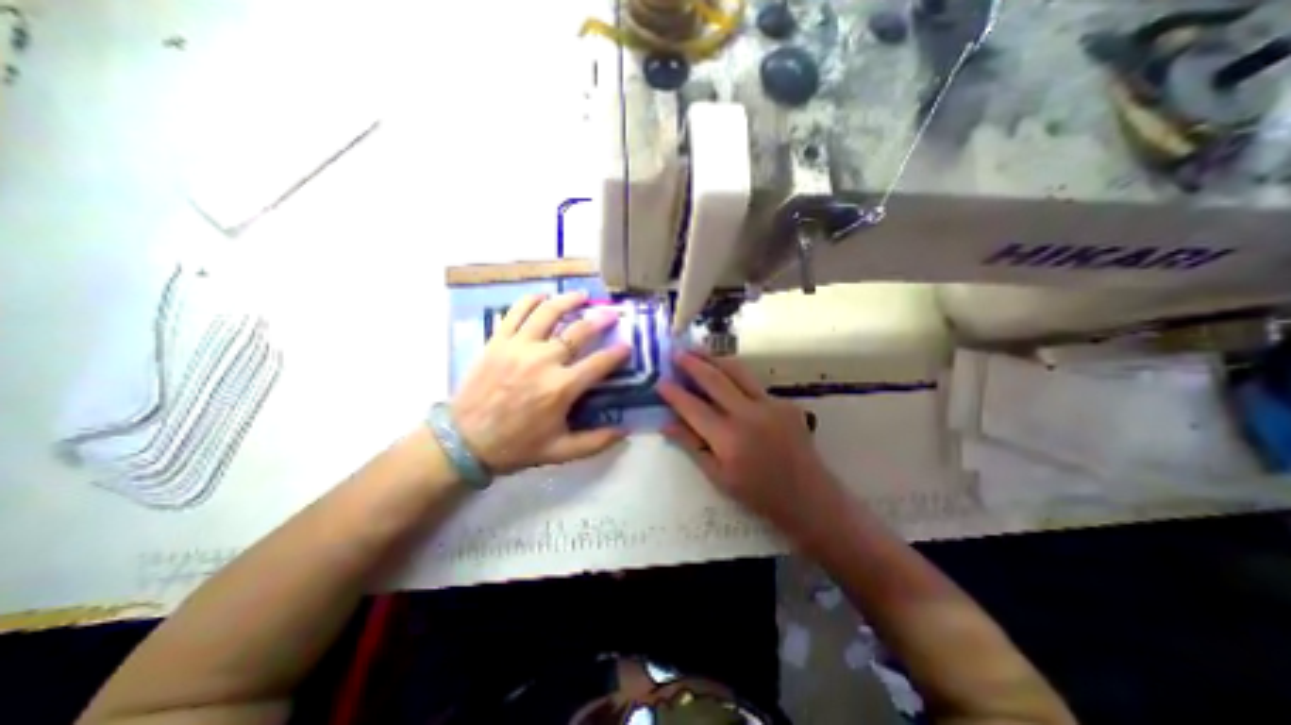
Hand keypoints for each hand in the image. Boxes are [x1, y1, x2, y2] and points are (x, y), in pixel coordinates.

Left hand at [450, 291, 633, 472]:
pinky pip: (516, 312)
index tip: (627, 346)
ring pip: (549, 312)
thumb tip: (626, 432)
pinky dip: (531, 300)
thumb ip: (596, 442)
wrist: (464, 442)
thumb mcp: (560, 451)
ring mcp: (519, 347)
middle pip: (578, 331)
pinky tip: (543, 297)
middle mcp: (544, 361)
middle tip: (611, 314)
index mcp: (562, 388)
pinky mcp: (498, 341)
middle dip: (600, 320)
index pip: (599, 363)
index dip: (617, 353)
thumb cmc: (516, 446)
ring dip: (569, 301)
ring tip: (582, 296)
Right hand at [657, 353, 838, 534]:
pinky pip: (754, 383)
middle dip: (692, 363)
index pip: (693, 408)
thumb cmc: (759, 495)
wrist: (810, 498)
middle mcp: (749, 414)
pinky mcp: (785, 402)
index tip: (660, 382)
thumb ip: (692, 446)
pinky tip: (726, 376)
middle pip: (715, 379)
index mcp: (729, 439)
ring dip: (714, 359)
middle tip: (676, 353)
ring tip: (698, 350)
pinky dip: (736, 376)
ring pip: (737, 371)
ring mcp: (770, 405)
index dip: (674, 393)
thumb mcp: (719, 477)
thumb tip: (666, 424)